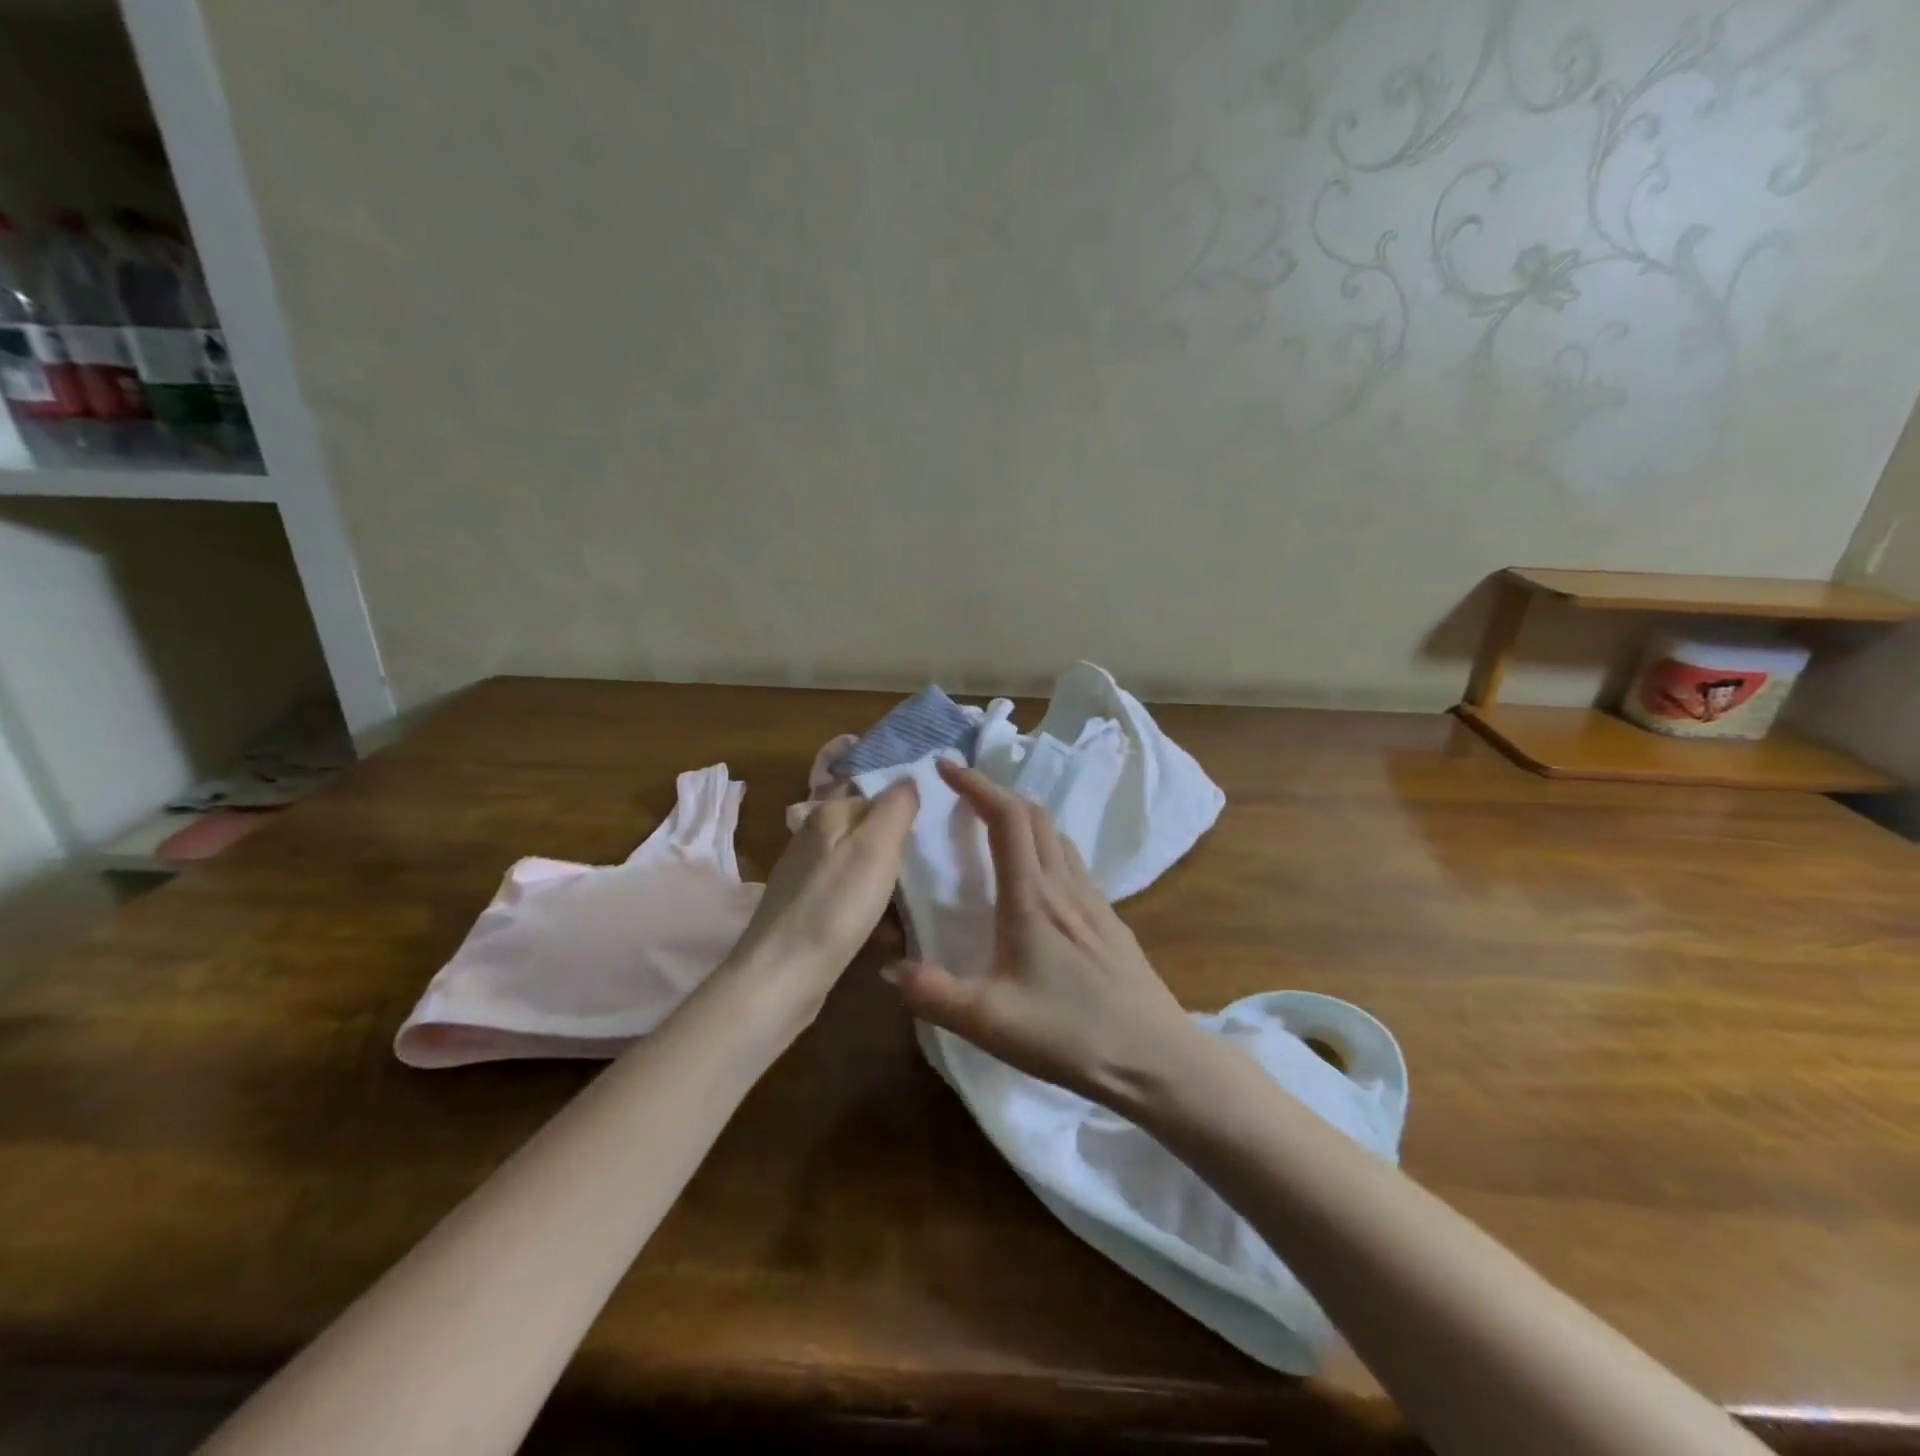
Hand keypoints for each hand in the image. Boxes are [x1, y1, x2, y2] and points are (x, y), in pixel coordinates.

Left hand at [726, 780, 919, 1014]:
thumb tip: (910, 776)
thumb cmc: (835, 906)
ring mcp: (807, 876)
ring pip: (862, 869)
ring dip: (890, 887)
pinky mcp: (807, 911)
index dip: (906, 812)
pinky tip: (888, 934)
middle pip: (869, 833)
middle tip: (931, 872)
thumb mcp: (875, 848)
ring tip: (916, 908)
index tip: (935, 835)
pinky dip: (871, 912)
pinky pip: (850, 900)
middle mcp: (813, 838)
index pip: (876, 795)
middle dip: (900, 852)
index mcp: (828, 815)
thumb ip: (896, 807)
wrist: (782, 977)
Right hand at [890, 759, 1200, 1108]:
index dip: (976, 784)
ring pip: (1056, 835)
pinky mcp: (1109, 919)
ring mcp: (1093, 900)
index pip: (1006, 817)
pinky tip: (1036, 878)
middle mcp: (1064, 886)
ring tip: (993, 827)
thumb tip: (889, 968)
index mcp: (1032, 897)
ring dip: (1022, 817)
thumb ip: (934, 994)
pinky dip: (1044, 845)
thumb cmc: (1072, 1034)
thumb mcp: (991, 1022)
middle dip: (996, 792)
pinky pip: (1071, 862)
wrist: (1157, 1058)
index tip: (945, 766)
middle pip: (1034, 815)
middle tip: (961, 794)